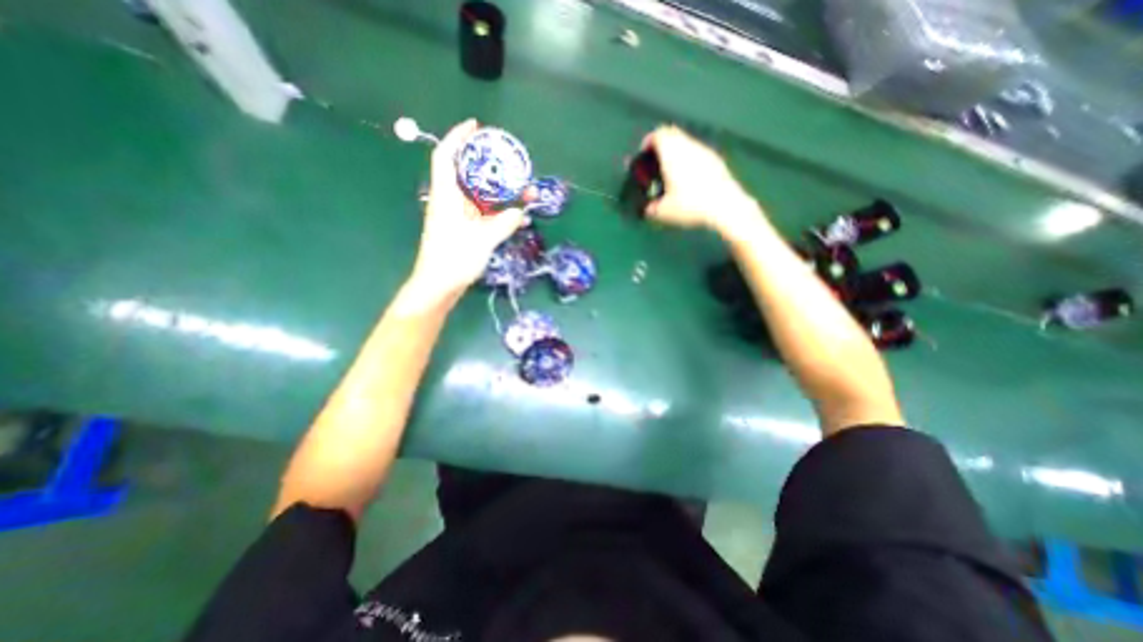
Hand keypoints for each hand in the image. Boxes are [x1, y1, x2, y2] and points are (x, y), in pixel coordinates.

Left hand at [410, 116, 525, 299]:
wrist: (439, 286)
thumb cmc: (454, 259)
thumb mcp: (484, 239)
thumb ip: (504, 223)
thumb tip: (520, 212)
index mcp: (447, 196)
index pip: (446, 156)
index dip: (458, 137)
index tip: (475, 126)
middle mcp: (450, 201)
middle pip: (468, 174)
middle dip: (489, 165)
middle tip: (510, 161)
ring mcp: (457, 217)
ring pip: (479, 195)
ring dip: (499, 191)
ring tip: (522, 190)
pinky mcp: (464, 230)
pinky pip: (483, 213)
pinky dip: (499, 211)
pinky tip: (517, 217)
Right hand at [641, 125, 757, 233]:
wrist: (725, 206)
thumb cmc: (690, 205)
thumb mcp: (664, 212)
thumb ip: (651, 208)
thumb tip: (648, 209)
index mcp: (672, 153)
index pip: (658, 134)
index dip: (648, 141)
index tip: (644, 153)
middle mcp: (688, 146)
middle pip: (673, 134)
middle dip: (662, 145)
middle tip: (656, 162)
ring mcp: (705, 152)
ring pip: (686, 143)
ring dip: (677, 152)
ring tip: (672, 173)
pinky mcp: (717, 161)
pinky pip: (698, 153)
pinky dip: (690, 160)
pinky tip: (690, 180)